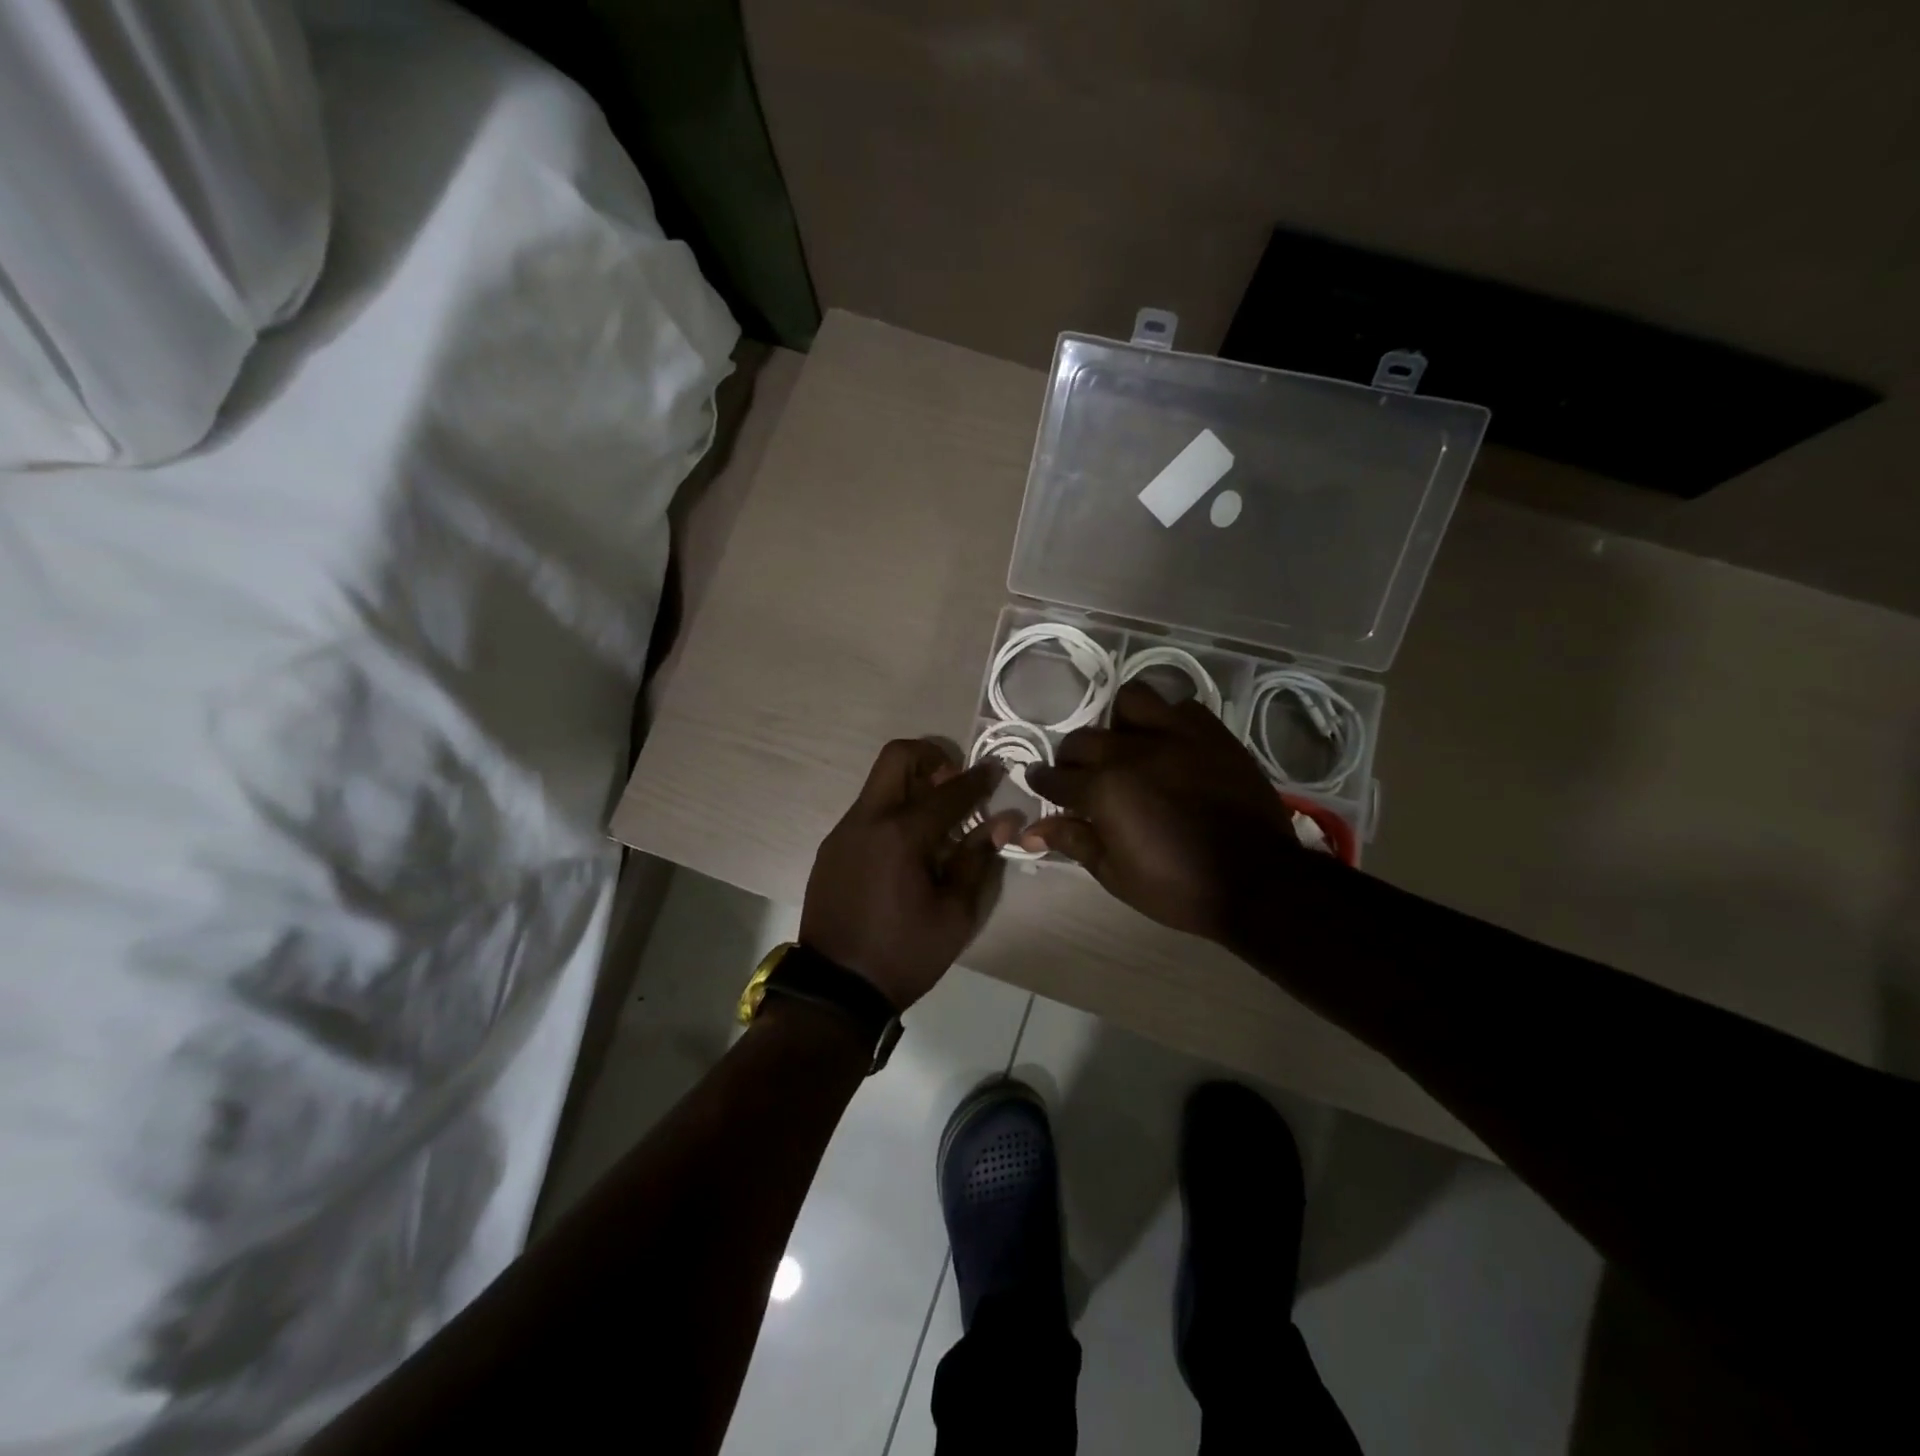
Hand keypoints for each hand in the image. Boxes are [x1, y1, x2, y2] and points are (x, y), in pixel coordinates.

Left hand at [801, 739, 1020, 1009]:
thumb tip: (1003, 821)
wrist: (835, 989)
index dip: (978, 779)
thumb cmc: (904, 954)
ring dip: (911, 786)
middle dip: (932, 758)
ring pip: (879, 784)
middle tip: (954, 784)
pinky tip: (908, 849)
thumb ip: (978, 859)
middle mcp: (867, 820)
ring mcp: (844, 832)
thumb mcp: (954, 914)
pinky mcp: (832, 848)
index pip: (949, 791)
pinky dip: (893, 812)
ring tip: (937, 822)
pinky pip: (867, 812)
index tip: (995, 770)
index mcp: (901, 835)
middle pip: (897, 757)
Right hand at [1024, 682, 1319, 945]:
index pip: (1056, 777)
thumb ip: (1074, 841)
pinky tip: (1170, 744)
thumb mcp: (1116, 874)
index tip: (1036, 780)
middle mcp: (1132, 752)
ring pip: (1131, 700)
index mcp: (1104, 790)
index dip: (1041, 780)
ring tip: (1126, 744)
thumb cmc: (1178, 886)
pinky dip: (1168, 720)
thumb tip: (1031, 830)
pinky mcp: (1212, 733)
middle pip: (1083, 739)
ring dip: (1119, 721)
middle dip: (1072, 757)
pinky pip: (1181, 707)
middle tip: (1080, 775)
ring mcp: (1175, 736)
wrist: (1258, 881)